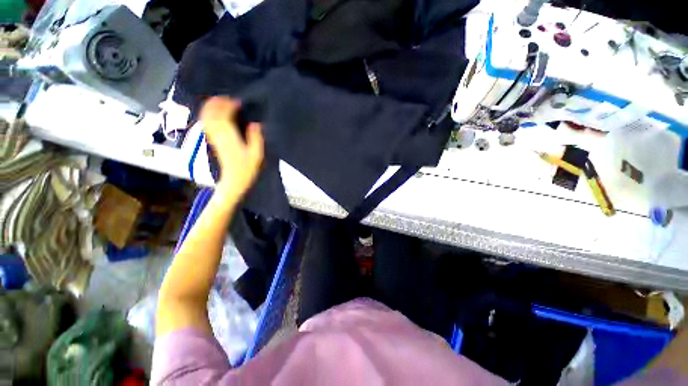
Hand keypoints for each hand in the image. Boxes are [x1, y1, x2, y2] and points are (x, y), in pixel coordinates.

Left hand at [200, 97, 263, 198]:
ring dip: (211, 107)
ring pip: (206, 117)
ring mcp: (213, 137)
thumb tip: (255, 124)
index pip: (224, 115)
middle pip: (212, 113)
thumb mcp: (257, 155)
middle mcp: (218, 134)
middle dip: (218, 102)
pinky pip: (205, 123)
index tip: (238, 102)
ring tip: (220, 102)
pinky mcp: (212, 141)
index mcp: (230, 137)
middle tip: (228, 98)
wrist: (233, 181)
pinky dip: (207, 115)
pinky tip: (213, 112)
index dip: (230, 105)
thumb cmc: (247, 169)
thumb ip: (256, 138)